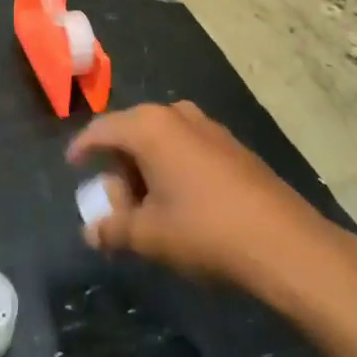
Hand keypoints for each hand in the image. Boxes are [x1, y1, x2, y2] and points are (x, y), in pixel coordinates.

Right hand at [67, 101, 329, 288]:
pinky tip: (180, 203)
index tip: (73, 166)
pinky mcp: (231, 144)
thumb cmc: (205, 231)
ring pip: (161, 140)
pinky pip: (186, 147)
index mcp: (149, 126)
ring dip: (146, 168)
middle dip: (118, 166)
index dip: (82, 148)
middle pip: (131, 133)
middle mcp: (176, 114)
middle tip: (115, 204)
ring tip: (147, 208)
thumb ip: (113, 228)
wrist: (284, 242)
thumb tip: (90, 230)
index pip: (101, 130)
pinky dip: (172, 168)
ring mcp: (208, 126)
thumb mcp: (149, 235)